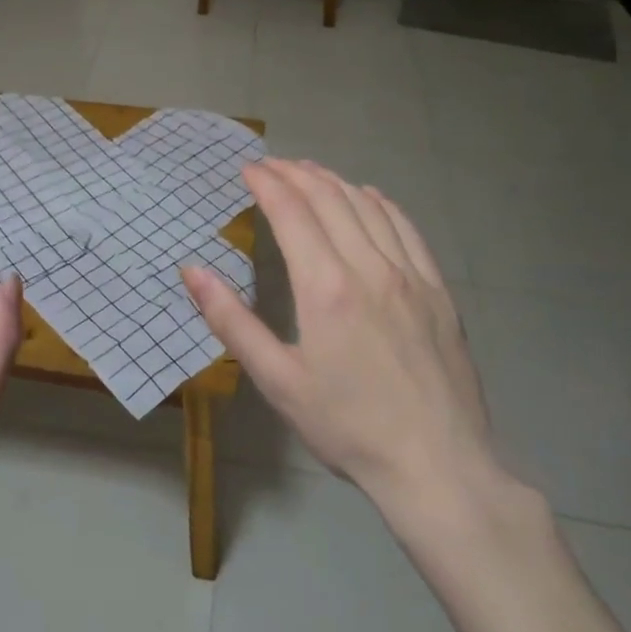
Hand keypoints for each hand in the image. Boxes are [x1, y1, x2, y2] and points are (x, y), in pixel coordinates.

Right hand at [182, 159, 512, 537]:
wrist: (438, 466)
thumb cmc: (347, 426)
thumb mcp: (277, 380)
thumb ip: (231, 321)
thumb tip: (192, 271)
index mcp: (325, 287)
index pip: (291, 212)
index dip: (267, 183)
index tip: (247, 169)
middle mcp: (369, 267)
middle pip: (329, 198)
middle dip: (295, 173)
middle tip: (271, 165)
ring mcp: (410, 275)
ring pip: (367, 206)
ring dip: (333, 181)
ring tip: (309, 171)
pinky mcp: (438, 290)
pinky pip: (406, 228)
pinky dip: (380, 203)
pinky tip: (367, 197)